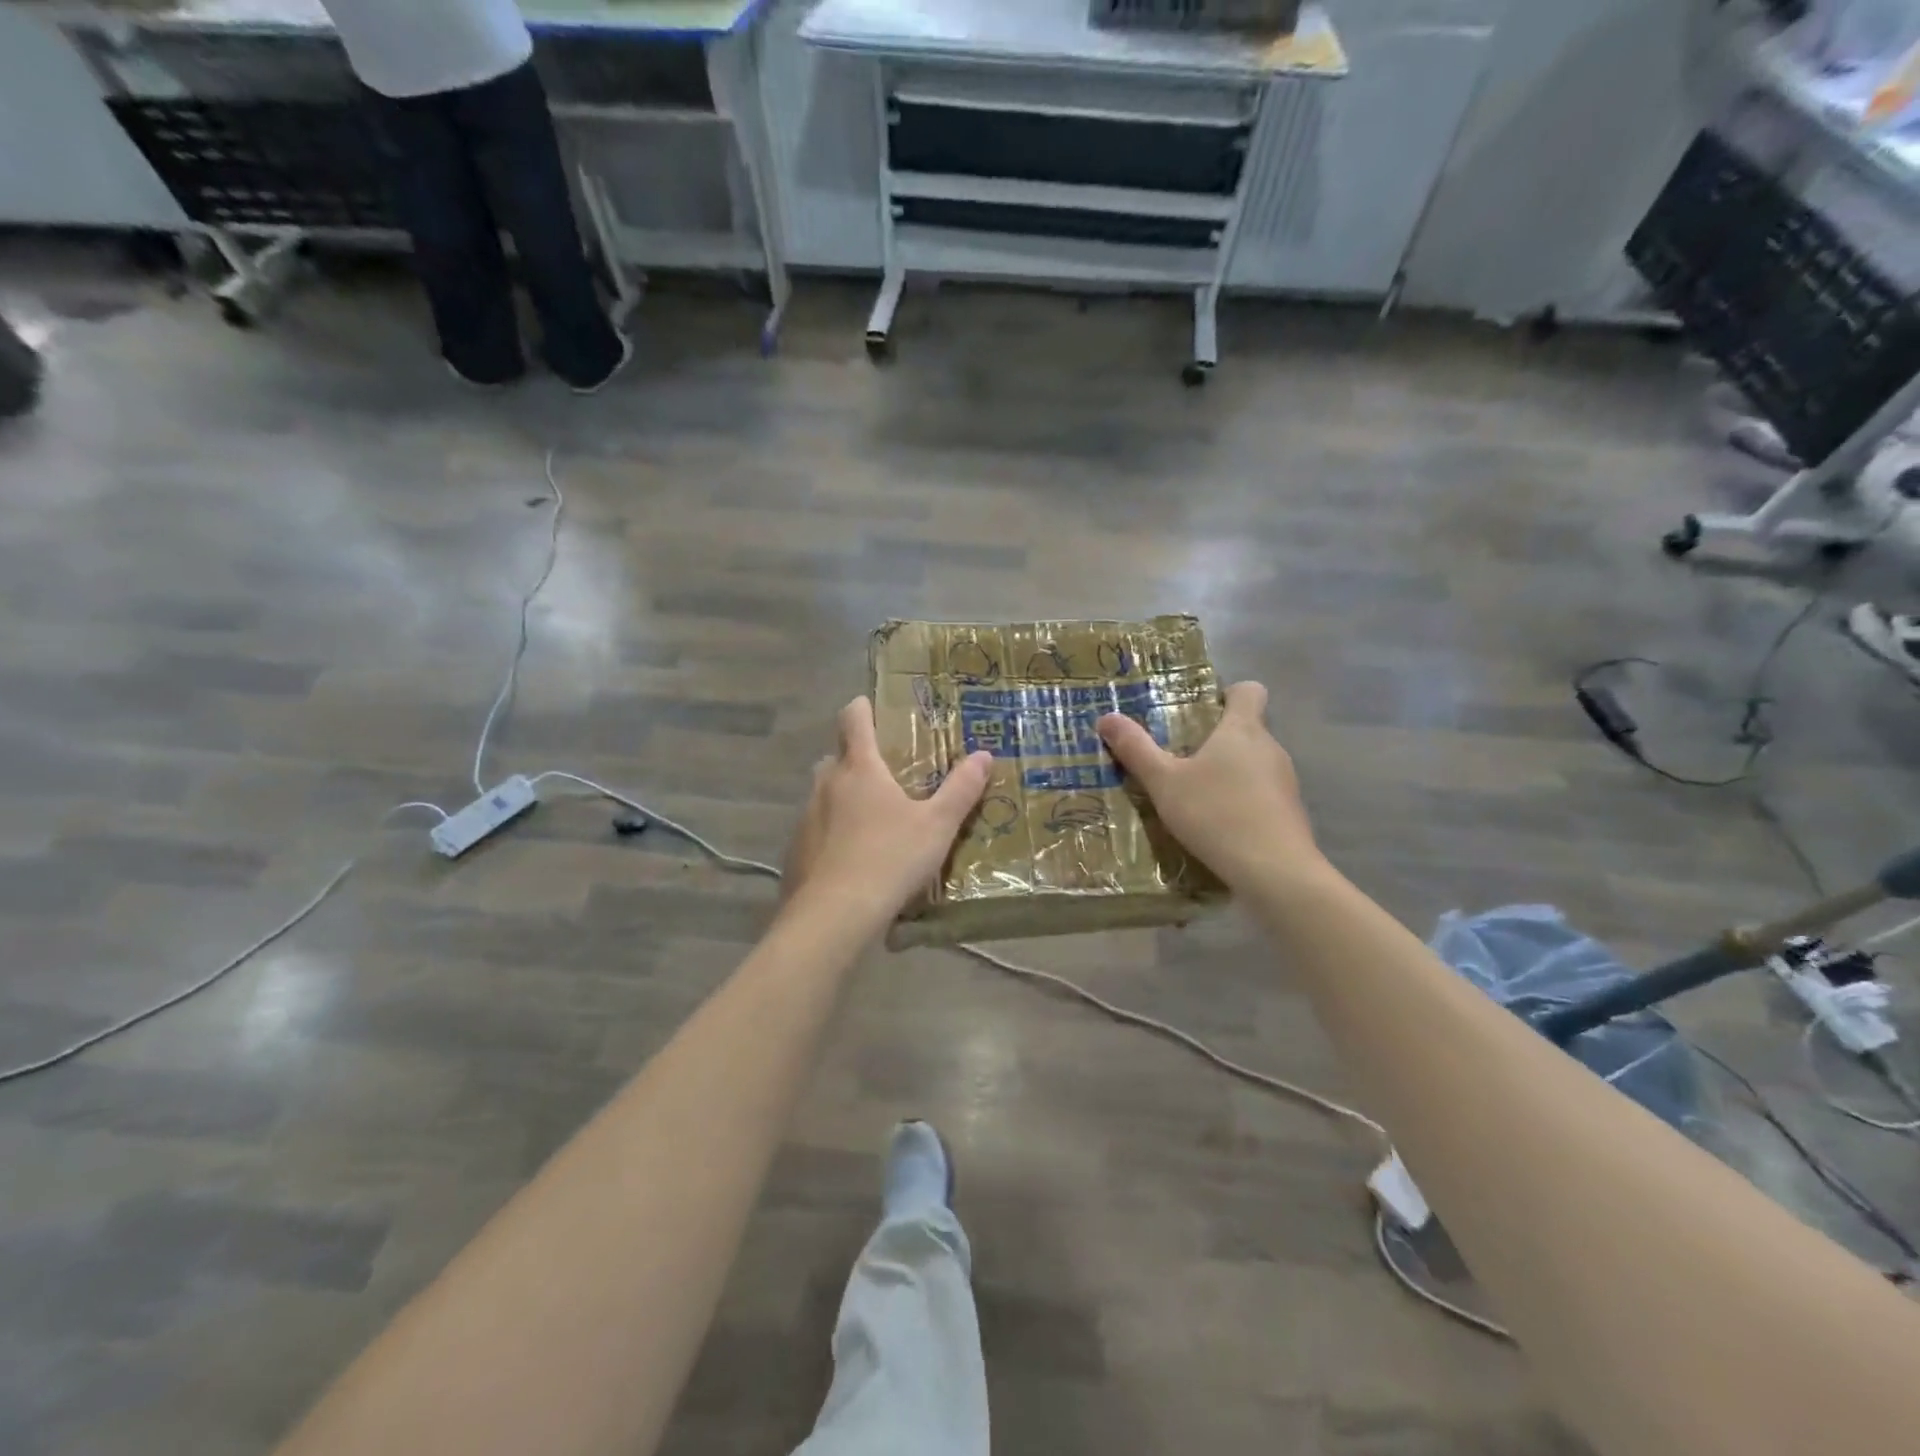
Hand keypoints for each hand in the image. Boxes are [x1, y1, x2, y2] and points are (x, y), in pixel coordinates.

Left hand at [782, 697, 992, 927]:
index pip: (853, 720)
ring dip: (843, 798)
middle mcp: (826, 785)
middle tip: (884, 774)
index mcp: (860, 769)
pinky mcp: (796, 851)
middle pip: (836, 757)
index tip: (870, 706)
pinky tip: (852, 859)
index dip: (862, 708)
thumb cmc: (890, 859)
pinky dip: (832, 834)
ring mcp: (806, 818)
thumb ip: (961, 789)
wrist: (834, 916)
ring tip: (872, 820)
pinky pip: (816, 830)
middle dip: (855, 759)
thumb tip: (984, 755)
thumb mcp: (937, 826)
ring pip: (824, 795)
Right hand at [1096, 681, 1320, 892]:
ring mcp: (1286, 781)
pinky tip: (1219, 826)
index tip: (1201, 711)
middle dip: (1217, 739)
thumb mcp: (1164, 783)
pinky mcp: (1291, 813)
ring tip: (1195, 797)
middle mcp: (1270, 748)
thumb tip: (1106, 718)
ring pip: (1255, 764)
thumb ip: (1136, 750)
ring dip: (1229, 773)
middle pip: (1247, 729)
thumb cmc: (1216, 814)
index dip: (1227, 694)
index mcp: (1242, 730)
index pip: (1248, 690)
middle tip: (1180, 759)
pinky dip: (1242, 801)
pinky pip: (1263, 794)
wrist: (1274, 871)